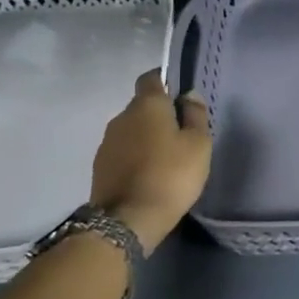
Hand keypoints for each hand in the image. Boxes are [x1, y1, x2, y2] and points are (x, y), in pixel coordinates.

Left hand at [89, 70, 211, 250]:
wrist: (126, 220)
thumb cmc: (171, 175)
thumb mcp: (198, 144)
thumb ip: (195, 115)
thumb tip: (189, 94)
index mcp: (147, 105)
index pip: (152, 78)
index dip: (166, 81)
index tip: (181, 95)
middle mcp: (121, 117)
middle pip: (142, 106)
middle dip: (159, 115)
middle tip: (180, 135)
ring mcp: (107, 142)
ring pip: (131, 130)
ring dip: (146, 138)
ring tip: (165, 159)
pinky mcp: (99, 166)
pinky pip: (122, 152)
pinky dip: (134, 157)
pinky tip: (148, 175)